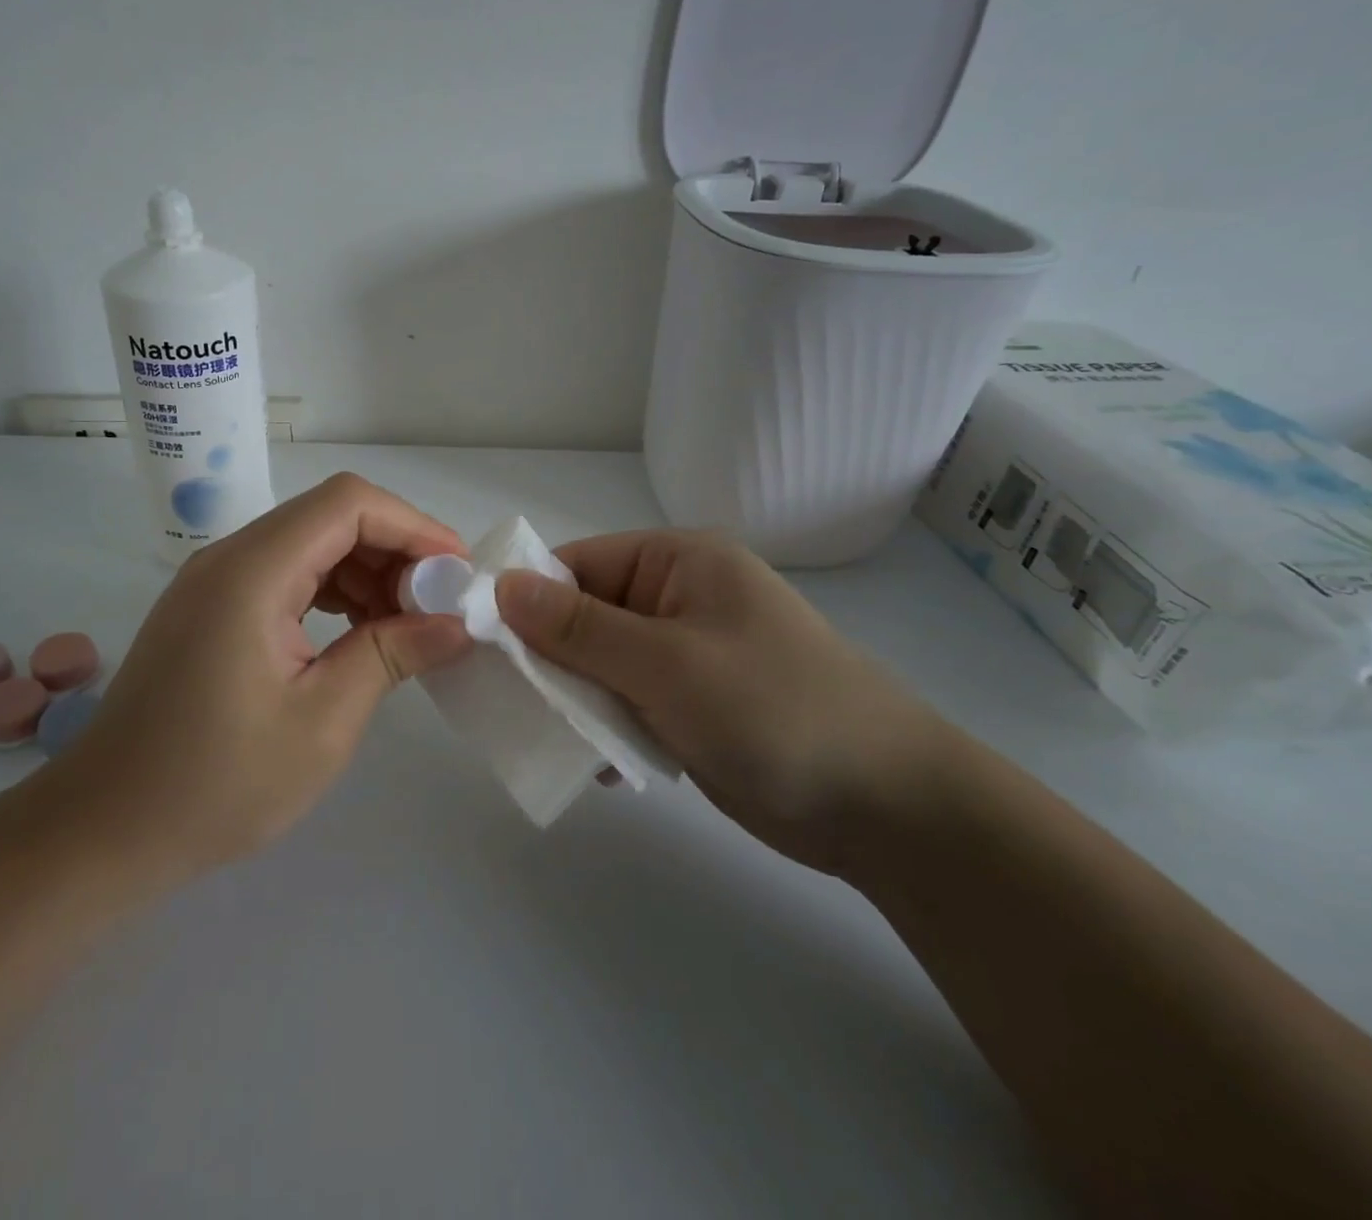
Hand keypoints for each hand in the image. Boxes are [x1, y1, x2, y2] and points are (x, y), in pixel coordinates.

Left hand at [64, 474, 471, 874]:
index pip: (347, 503)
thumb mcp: (323, 722)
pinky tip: (358, 632)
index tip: (457, 573)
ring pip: (310, 543)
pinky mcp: (210, 608)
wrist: (104, 830)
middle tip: (437, 606)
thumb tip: (456, 622)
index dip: (413, 525)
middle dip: (394, 550)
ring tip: (405, 625)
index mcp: (251, 572)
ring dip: (366, 571)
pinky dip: (332, 591)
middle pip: (330, 516)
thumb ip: (392, 655)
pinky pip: (285, 574)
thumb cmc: (216, 784)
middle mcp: (229, 558)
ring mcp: (214, 581)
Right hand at [494, 530, 951, 872]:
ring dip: (576, 699)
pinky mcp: (691, 704)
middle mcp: (678, 599)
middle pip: (585, 615)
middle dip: (550, 658)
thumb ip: (580, 628)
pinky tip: (601, 767)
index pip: (578, 565)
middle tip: (512, 702)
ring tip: (554, 739)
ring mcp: (686, 654)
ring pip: (601, 664)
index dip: (528, 599)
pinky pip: (627, 702)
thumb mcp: (667, 663)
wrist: (886, 808)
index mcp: (678, 563)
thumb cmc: (774, 711)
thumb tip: (502, 587)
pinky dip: (607, 728)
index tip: (485, 646)